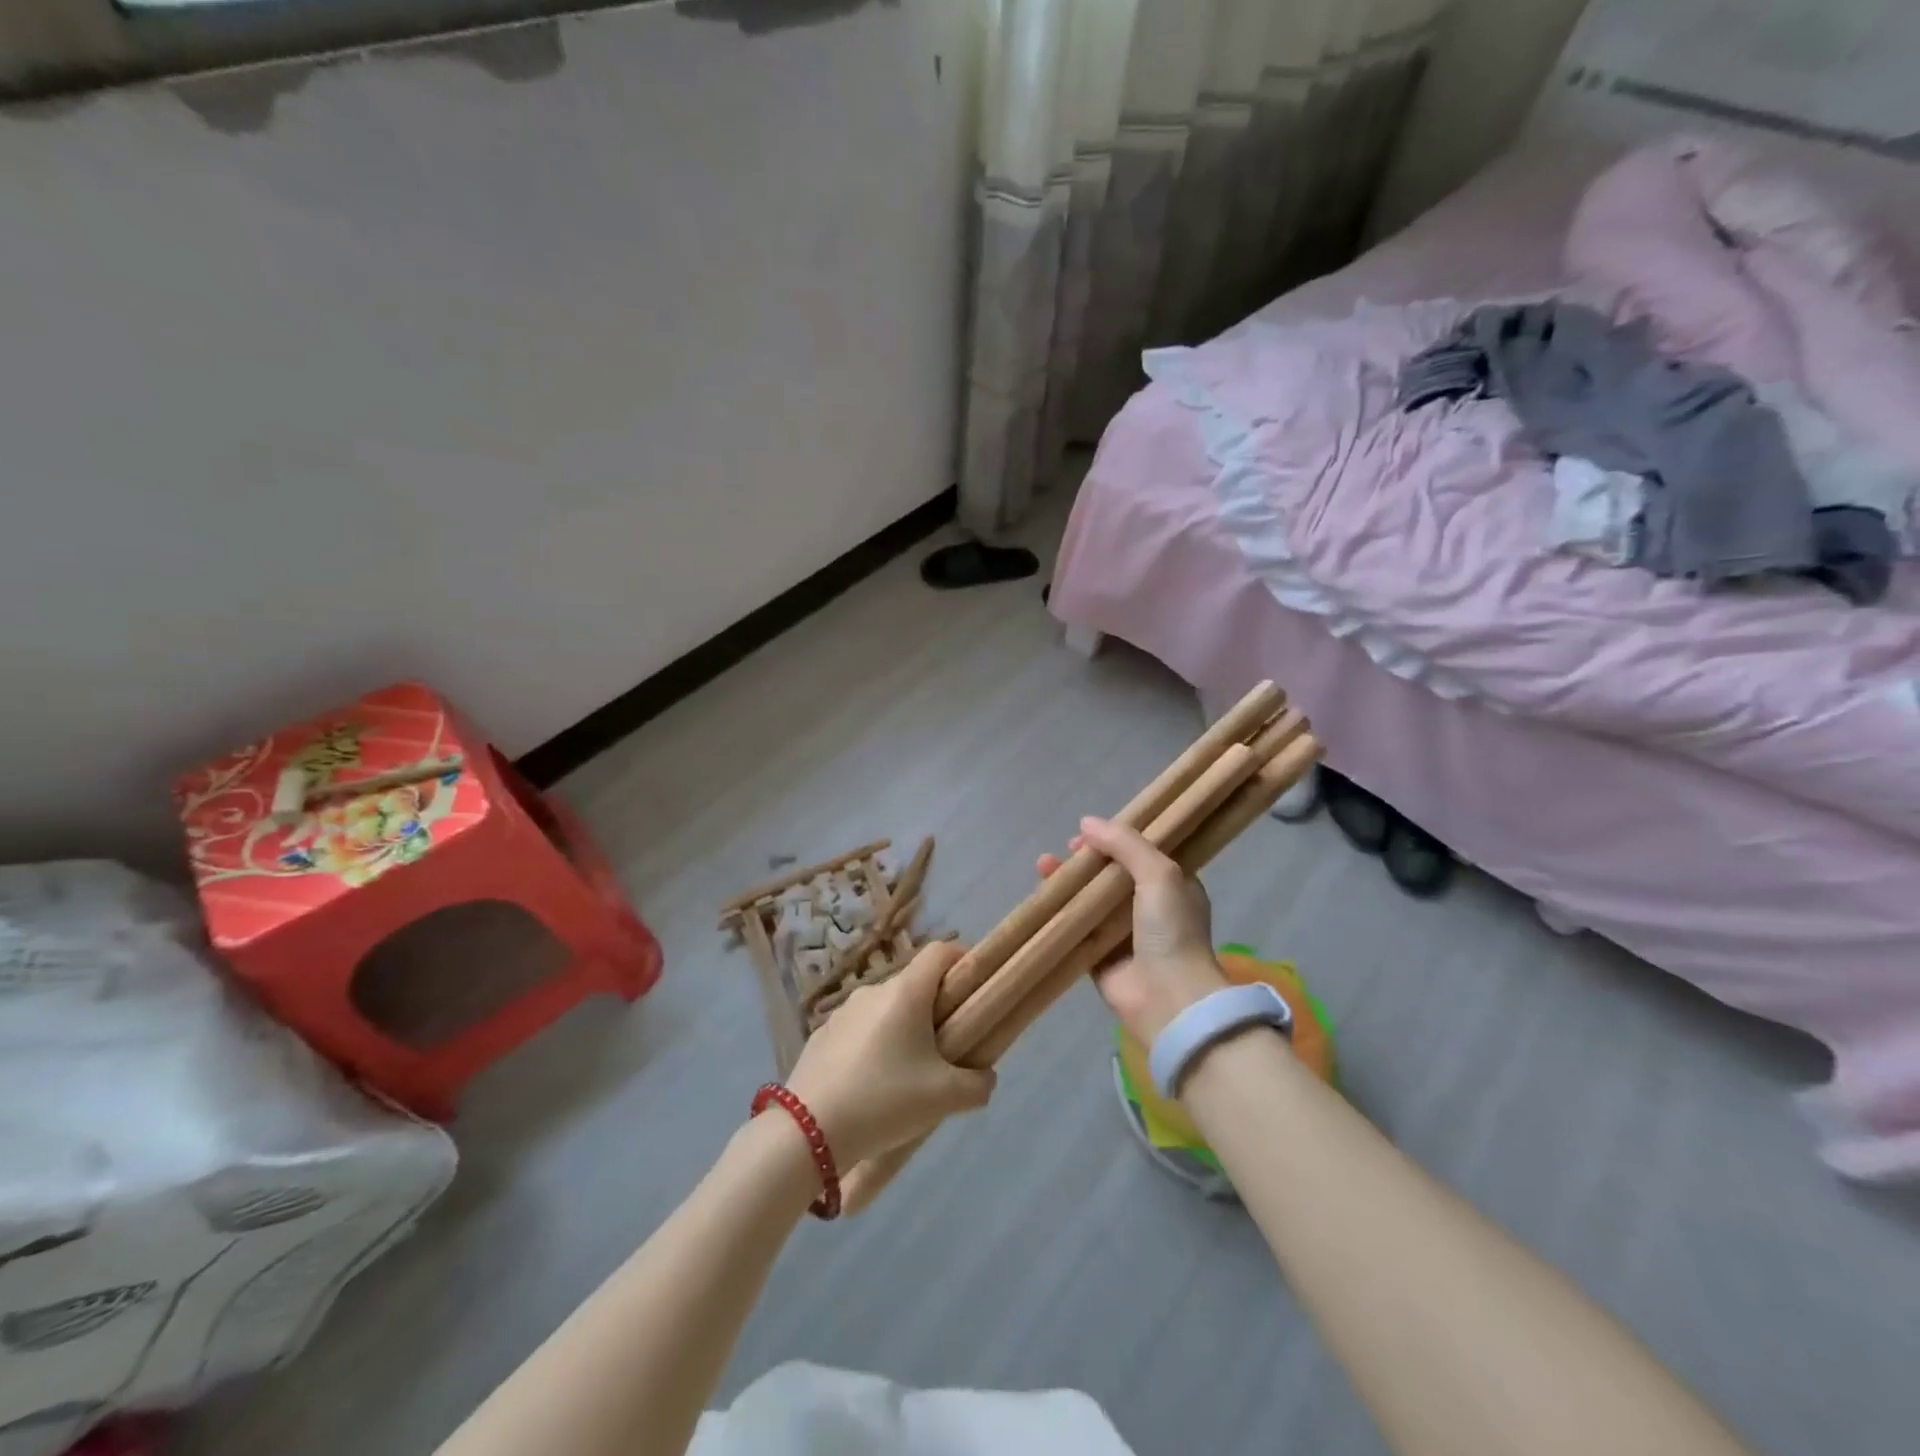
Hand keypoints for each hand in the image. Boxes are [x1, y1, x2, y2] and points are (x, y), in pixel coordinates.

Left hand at [785, 941, 995, 1168]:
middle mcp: (873, 991)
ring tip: (908, 1075)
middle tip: (948, 1047)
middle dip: (936, 1007)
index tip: (976, 989)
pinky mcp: (821, 1036)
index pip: (940, 951)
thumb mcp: (945, 1098)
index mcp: (906, 992)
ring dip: (902, 1029)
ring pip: (885, 1010)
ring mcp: (842, 1012)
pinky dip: (873, 1047)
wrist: (807, 1132)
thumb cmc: (884, 1101)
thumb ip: (978, 1084)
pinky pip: (859, 1032)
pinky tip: (871, 1087)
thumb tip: (985, 1076)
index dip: (963, 960)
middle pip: (914, 984)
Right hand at [1037, 816, 1227, 1043]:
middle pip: (1110, 875)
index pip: (1140, 853)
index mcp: (1173, 887)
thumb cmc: (1171, 930)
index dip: (1115, 840)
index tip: (1089, 834)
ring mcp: (1123, 935)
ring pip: (1089, 900)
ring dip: (1068, 883)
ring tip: (1043, 866)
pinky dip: (1059, 914)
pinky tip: (1041, 899)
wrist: (1168, 998)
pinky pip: (1075, 930)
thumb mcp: (1159, 873)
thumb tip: (1086, 822)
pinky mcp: (1099, 958)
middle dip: (1086, 860)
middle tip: (1066, 851)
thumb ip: (1125, 843)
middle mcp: (1149, 909)